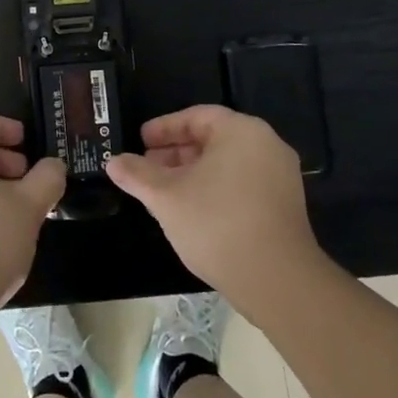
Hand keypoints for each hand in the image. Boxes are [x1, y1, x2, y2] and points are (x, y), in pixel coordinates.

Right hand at [107, 105, 322, 315]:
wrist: (277, 281)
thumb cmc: (217, 224)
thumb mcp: (166, 196)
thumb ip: (137, 175)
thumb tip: (113, 161)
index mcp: (241, 131)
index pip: (196, 116)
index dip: (164, 128)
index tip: (140, 141)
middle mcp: (266, 145)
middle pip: (213, 139)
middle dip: (176, 152)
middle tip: (146, 167)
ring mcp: (280, 176)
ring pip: (227, 164)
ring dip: (192, 173)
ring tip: (163, 192)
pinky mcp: (284, 205)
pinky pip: (242, 183)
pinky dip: (214, 189)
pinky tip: (191, 211)